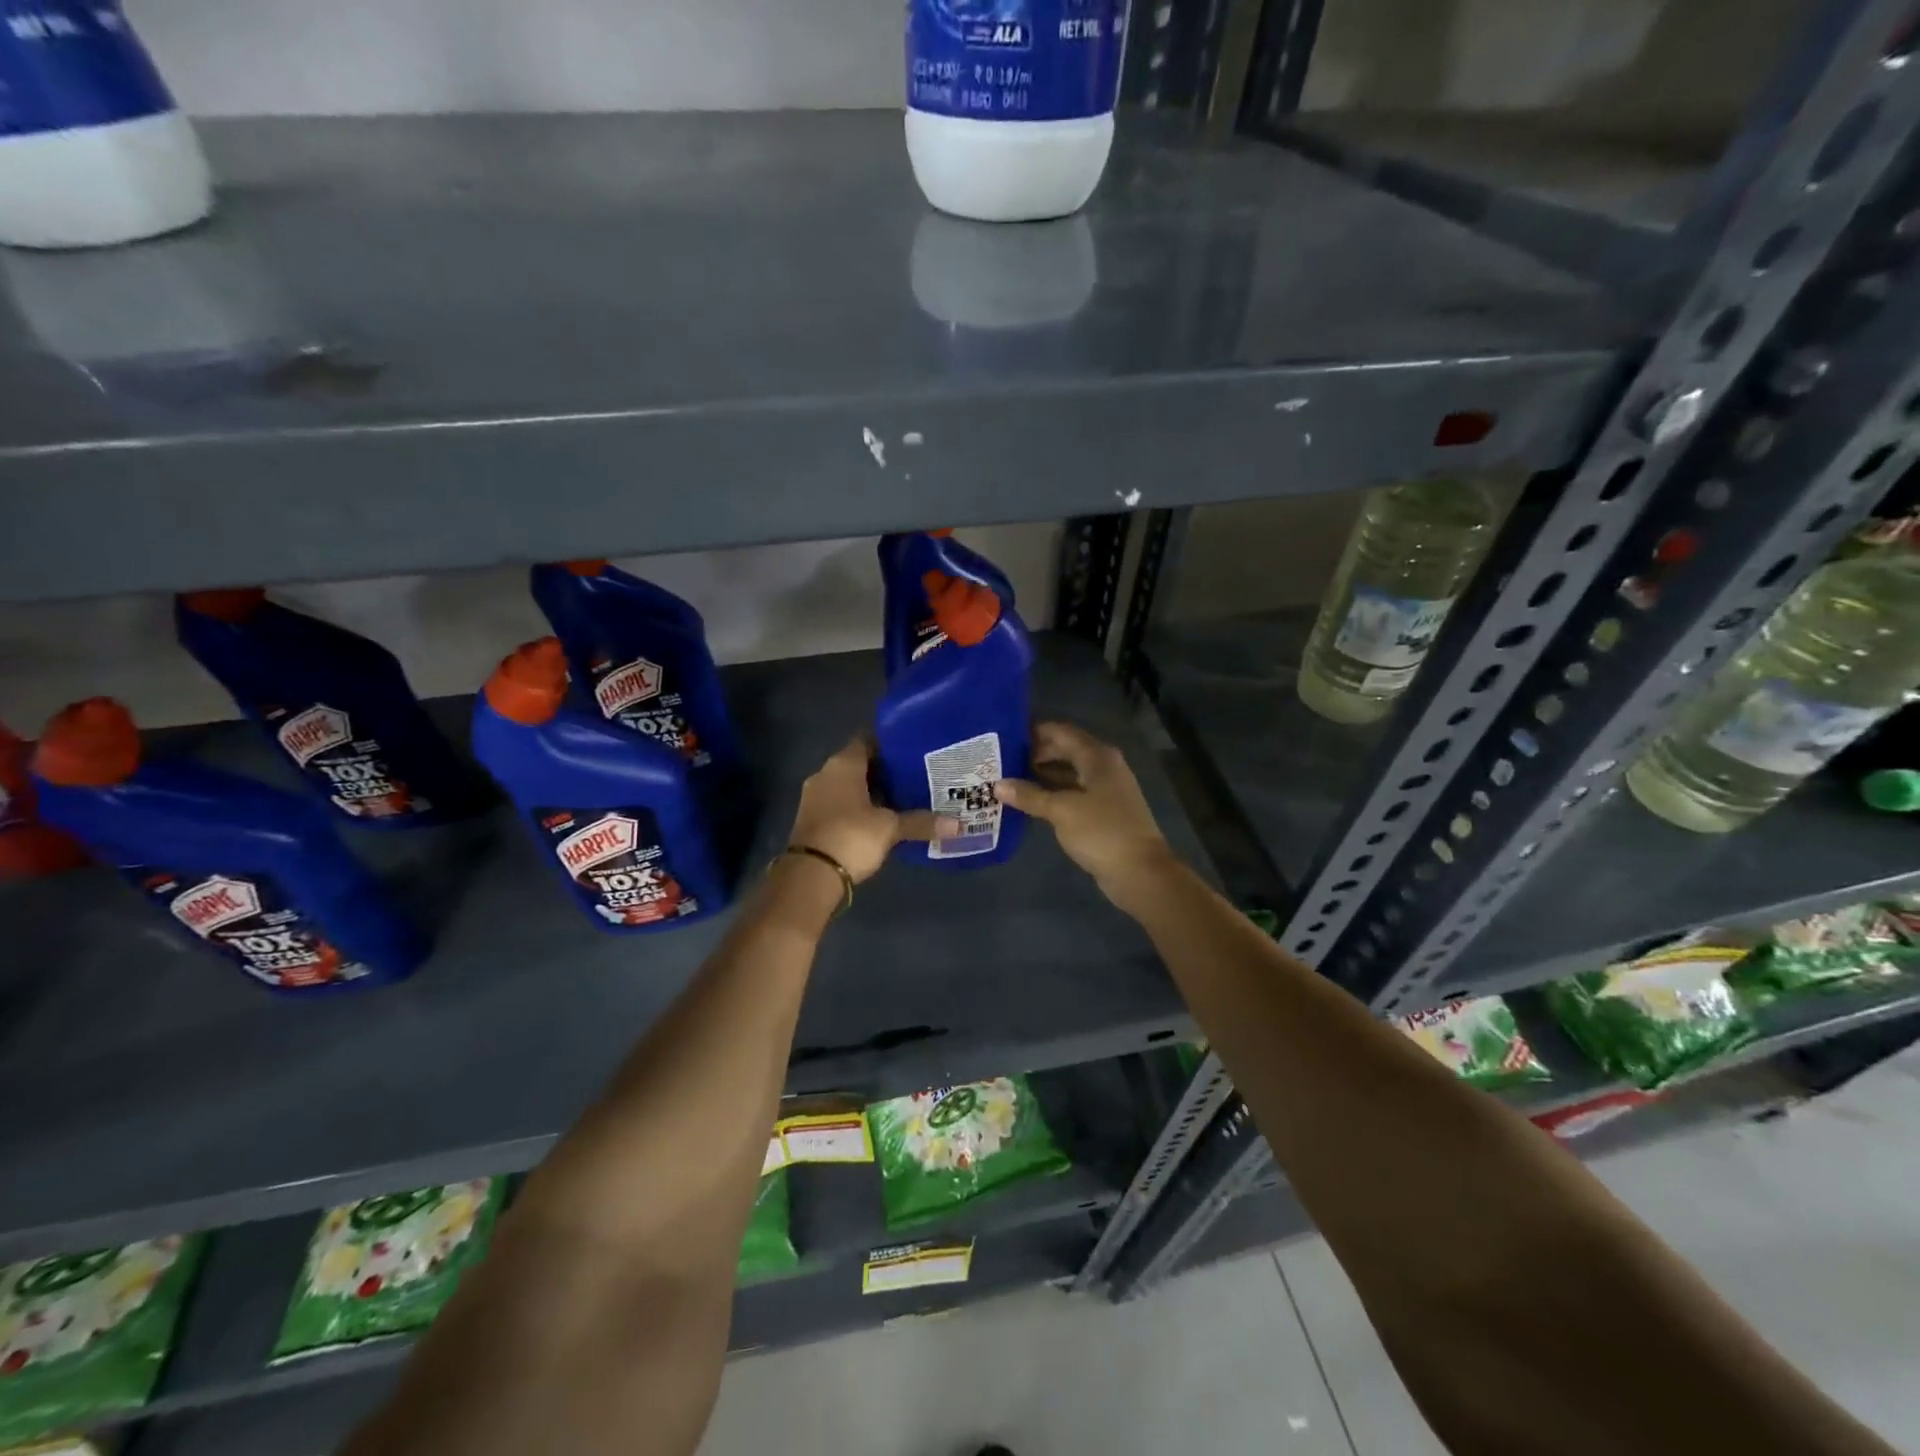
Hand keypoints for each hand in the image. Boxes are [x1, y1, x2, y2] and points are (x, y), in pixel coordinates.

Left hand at [788, 736, 947, 884]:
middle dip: (885, 771)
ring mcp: (815, 797)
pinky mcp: (813, 819)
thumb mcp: (890, 828)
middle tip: (915, 775)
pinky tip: (881, 819)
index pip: (867, 740)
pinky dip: (858, 808)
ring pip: (849, 786)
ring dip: (871, 792)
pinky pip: (840, 804)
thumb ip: (921, 822)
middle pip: (859, 764)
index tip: (913, 751)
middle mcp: (825, 774)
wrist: (810, 875)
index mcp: (843, 764)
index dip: (890, 744)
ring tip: (903, 798)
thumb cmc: (851, 836)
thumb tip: (957, 825)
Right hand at [994, 722, 1172, 903]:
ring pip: (1067, 772)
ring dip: (1041, 775)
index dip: (1033, 732)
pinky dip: (1052, 793)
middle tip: (1001, 761)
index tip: (1004, 737)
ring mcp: (1105, 789)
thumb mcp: (1061, 810)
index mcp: (1097, 756)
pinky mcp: (1103, 810)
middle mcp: (1103, 766)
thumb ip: (1030, 795)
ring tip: (1008, 779)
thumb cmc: (1101, 832)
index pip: (1060, 731)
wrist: (1140, 871)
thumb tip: (998, 785)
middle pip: (1064, 750)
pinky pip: (1072, 792)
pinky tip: (1029, 801)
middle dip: (1034, 754)